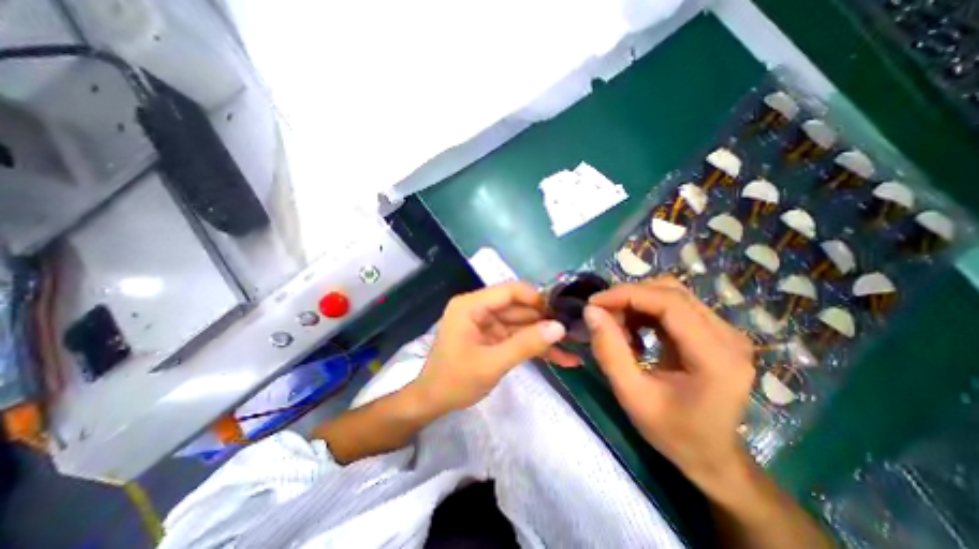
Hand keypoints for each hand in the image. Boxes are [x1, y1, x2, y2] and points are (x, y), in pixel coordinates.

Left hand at [413, 283, 579, 414]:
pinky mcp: (492, 337)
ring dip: (544, 337)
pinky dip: (534, 347)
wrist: (432, 402)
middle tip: (575, 330)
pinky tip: (561, 358)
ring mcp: (487, 323)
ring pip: (521, 324)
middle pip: (518, 307)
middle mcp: (479, 308)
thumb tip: (559, 327)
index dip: (536, 298)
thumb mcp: (492, 363)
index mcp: (471, 305)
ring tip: (574, 346)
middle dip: (544, 321)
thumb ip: (525, 344)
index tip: (562, 310)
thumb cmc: (455, 381)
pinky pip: (516, 337)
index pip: (509, 291)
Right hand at [584, 276, 750, 495]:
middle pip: (671, 291)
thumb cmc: (673, 432)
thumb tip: (591, 311)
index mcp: (715, 356)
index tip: (594, 302)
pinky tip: (633, 330)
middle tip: (602, 316)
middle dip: (629, 297)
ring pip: (671, 294)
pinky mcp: (714, 331)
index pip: (669, 302)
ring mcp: (725, 331)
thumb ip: (609, 351)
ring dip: (636, 302)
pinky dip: (645, 310)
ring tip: (616, 325)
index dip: (627, 294)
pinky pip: (673, 305)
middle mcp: (728, 335)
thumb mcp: (632, 395)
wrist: (712, 455)